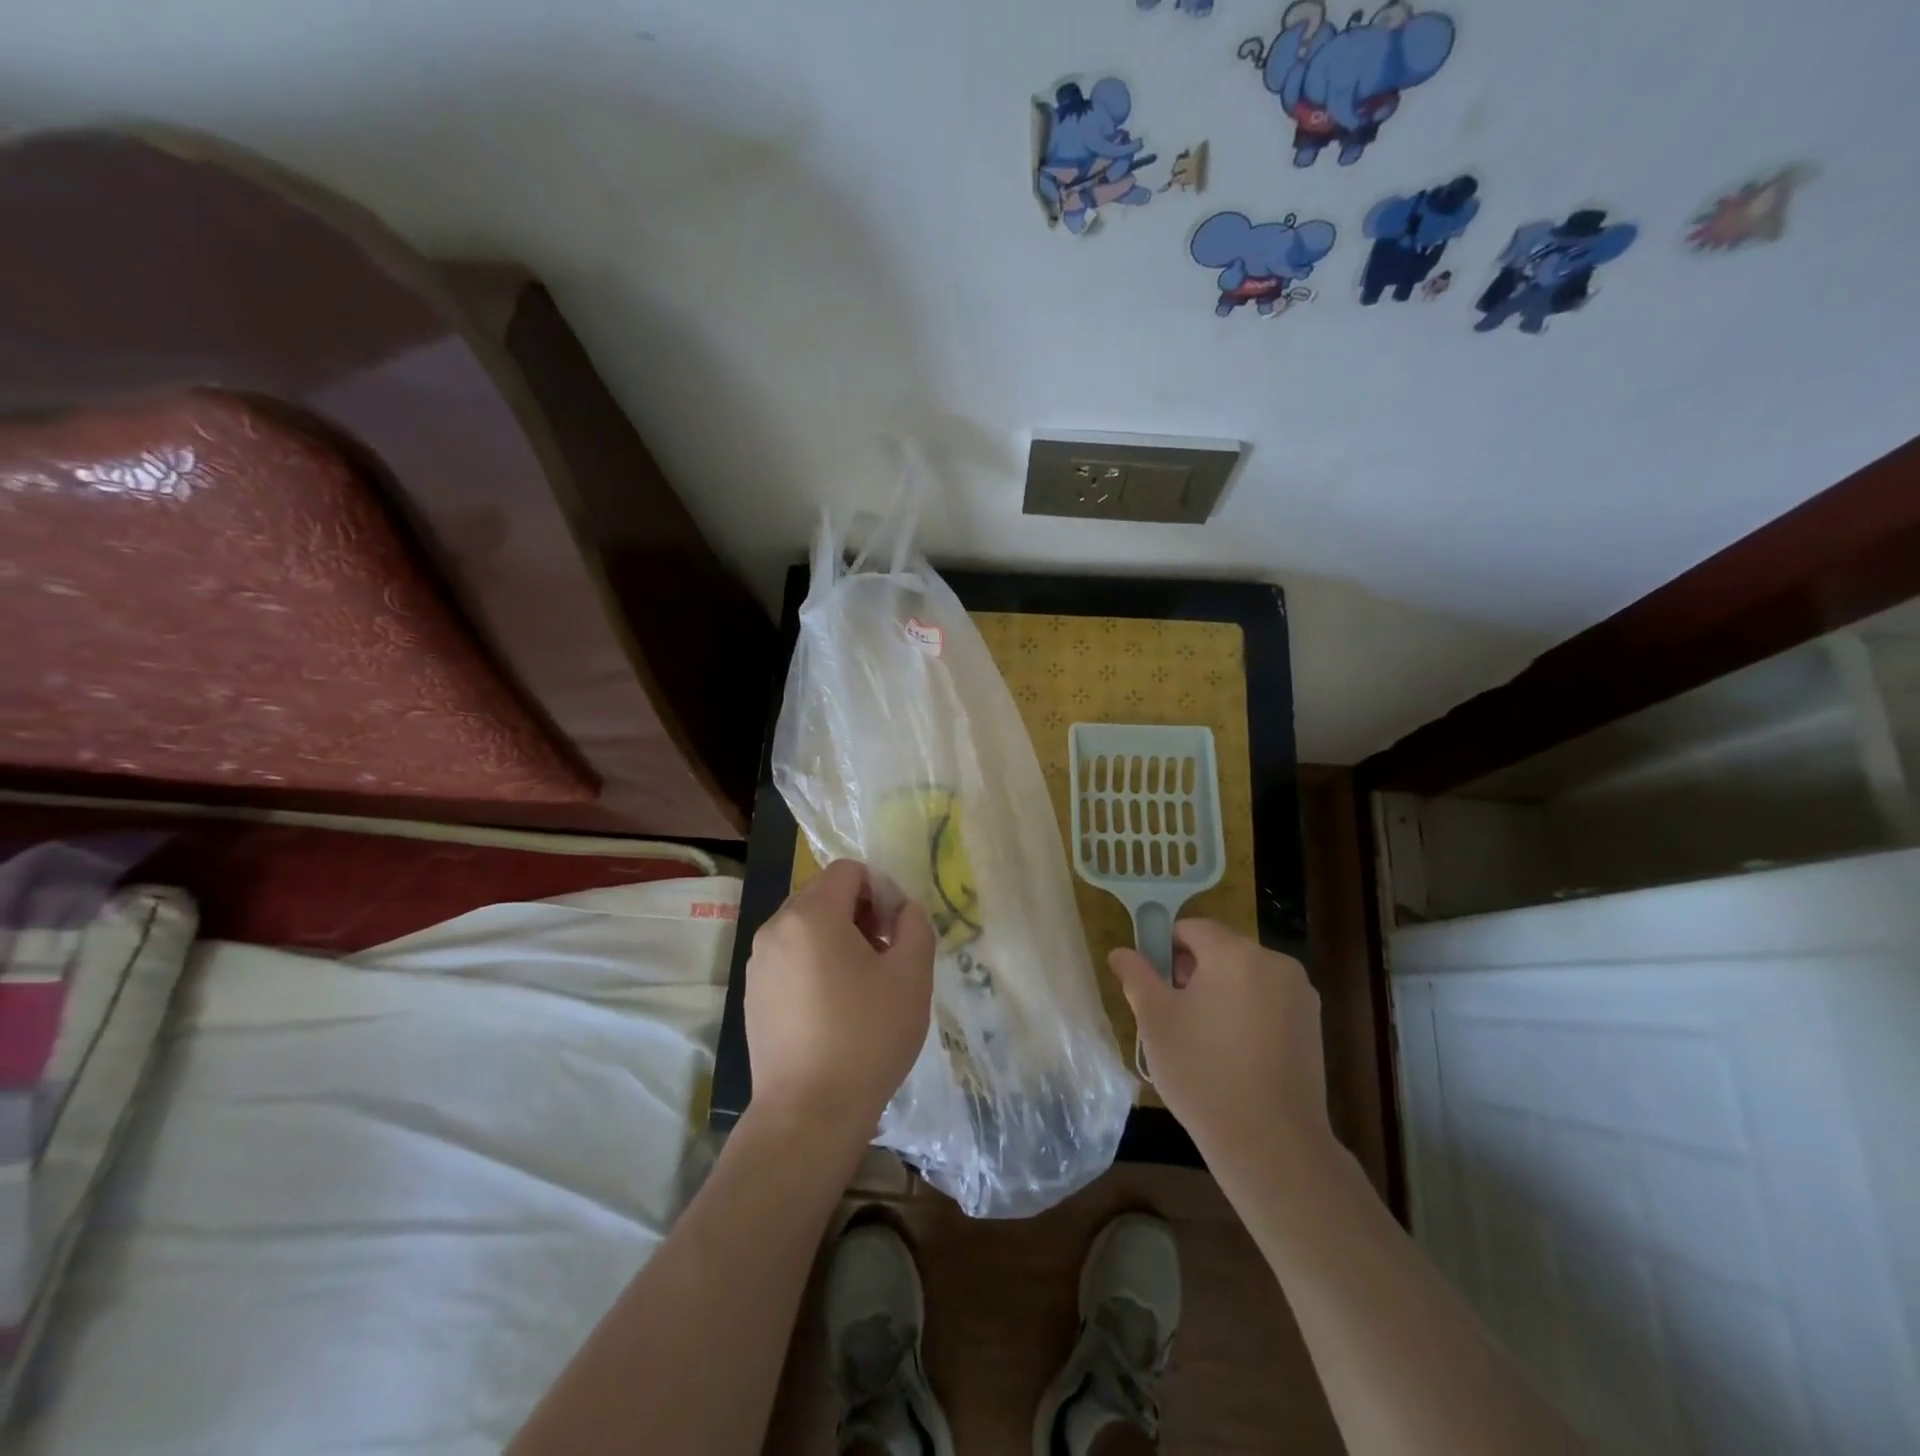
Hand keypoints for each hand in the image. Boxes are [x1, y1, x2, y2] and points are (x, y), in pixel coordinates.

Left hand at [745, 859, 935, 1144]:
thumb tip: (904, 909)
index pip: (848, 870)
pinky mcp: (752, 994)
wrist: (808, 1114)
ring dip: (837, 938)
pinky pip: (789, 957)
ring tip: (861, 985)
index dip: (880, 890)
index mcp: (811, 915)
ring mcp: (758, 963)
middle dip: (859, 912)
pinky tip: (833, 1008)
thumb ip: (915, 925)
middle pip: (824, 894)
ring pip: (805, 926)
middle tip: (884, 956)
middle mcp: (775, 928)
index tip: (895, 931)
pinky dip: (814, 964)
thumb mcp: (911, 975)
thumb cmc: (866, 1038)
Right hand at [1108, 919, 1328, 1163]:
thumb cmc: (1203, 1072)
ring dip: (1221, 992)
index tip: (1154, 985)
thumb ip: (1136, 976)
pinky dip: (1247, 1012)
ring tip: (1203, 1038)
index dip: (1165, 949)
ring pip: (1246, 976)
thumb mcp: (1155, 1020)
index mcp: (1235, 953)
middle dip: (1193, 972)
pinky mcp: (1313, 1025)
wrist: (1272, 1143)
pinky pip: (1268, 1001)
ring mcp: (1299, 994)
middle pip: (1221, 949)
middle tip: (1173, 1014)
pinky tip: (1234, 1054)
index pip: (1191, 928)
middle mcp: (1274, 962)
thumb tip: (1121, 952)